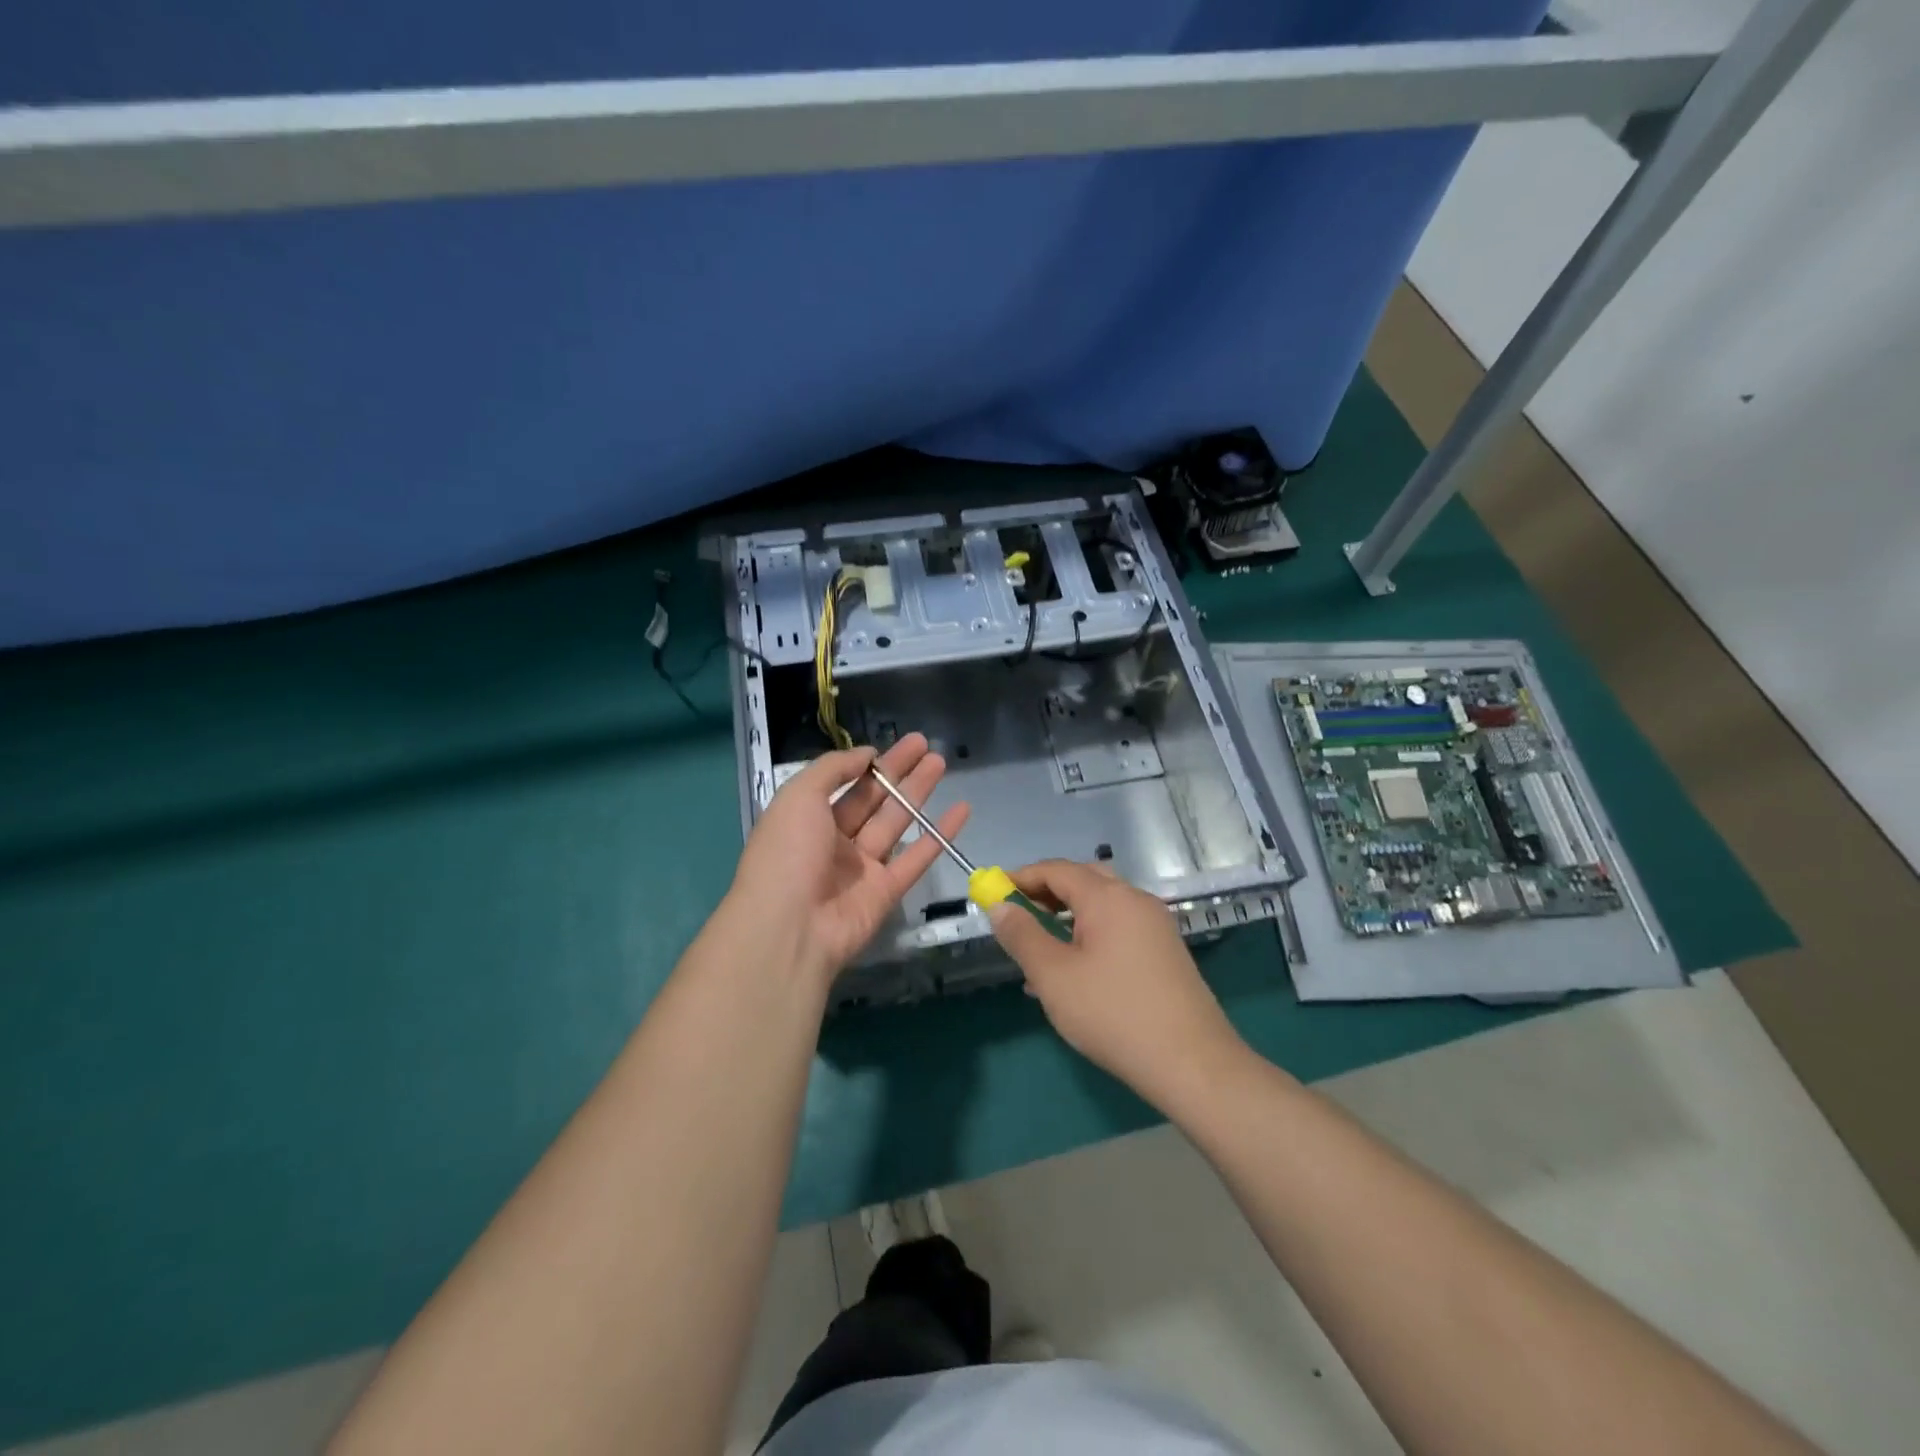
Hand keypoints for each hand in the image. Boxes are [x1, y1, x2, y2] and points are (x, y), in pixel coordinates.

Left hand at [728, 734, 968, 988]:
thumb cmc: (787, 853)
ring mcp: (861, 868)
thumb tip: (865, 754)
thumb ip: (832, 769)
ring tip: (940, 762)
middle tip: (925, 745)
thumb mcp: (798, 796)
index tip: (891, 745)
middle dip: (898, 771)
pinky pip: (917, 857)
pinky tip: (962, 810)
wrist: (790, 928)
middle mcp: (834, 841)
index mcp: (807, 819)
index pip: (842, 784)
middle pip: (872, 799)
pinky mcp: (886, 891)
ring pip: (896, 822)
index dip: (867, 764)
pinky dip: (940, 834)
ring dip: (918, 793)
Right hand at [987, 859, 1245, 1107]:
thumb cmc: (1114, 1014)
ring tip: (1037, 951)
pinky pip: (1118, 929)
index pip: (1056, 869)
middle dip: (1045, 894)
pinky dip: (1089, 936)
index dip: (1020, 878)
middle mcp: (1135, 900)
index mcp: (1108, 897)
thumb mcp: (1053, 976)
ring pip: (1100, 907)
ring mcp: (1155, 926)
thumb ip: (1022, 935)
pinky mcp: (1165, 951)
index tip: (992, 893)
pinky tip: (1072, 974)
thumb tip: (999, 905)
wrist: (1193, 1063)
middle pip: (1082, 881)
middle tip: (1016, 917)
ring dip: (1066, 918)